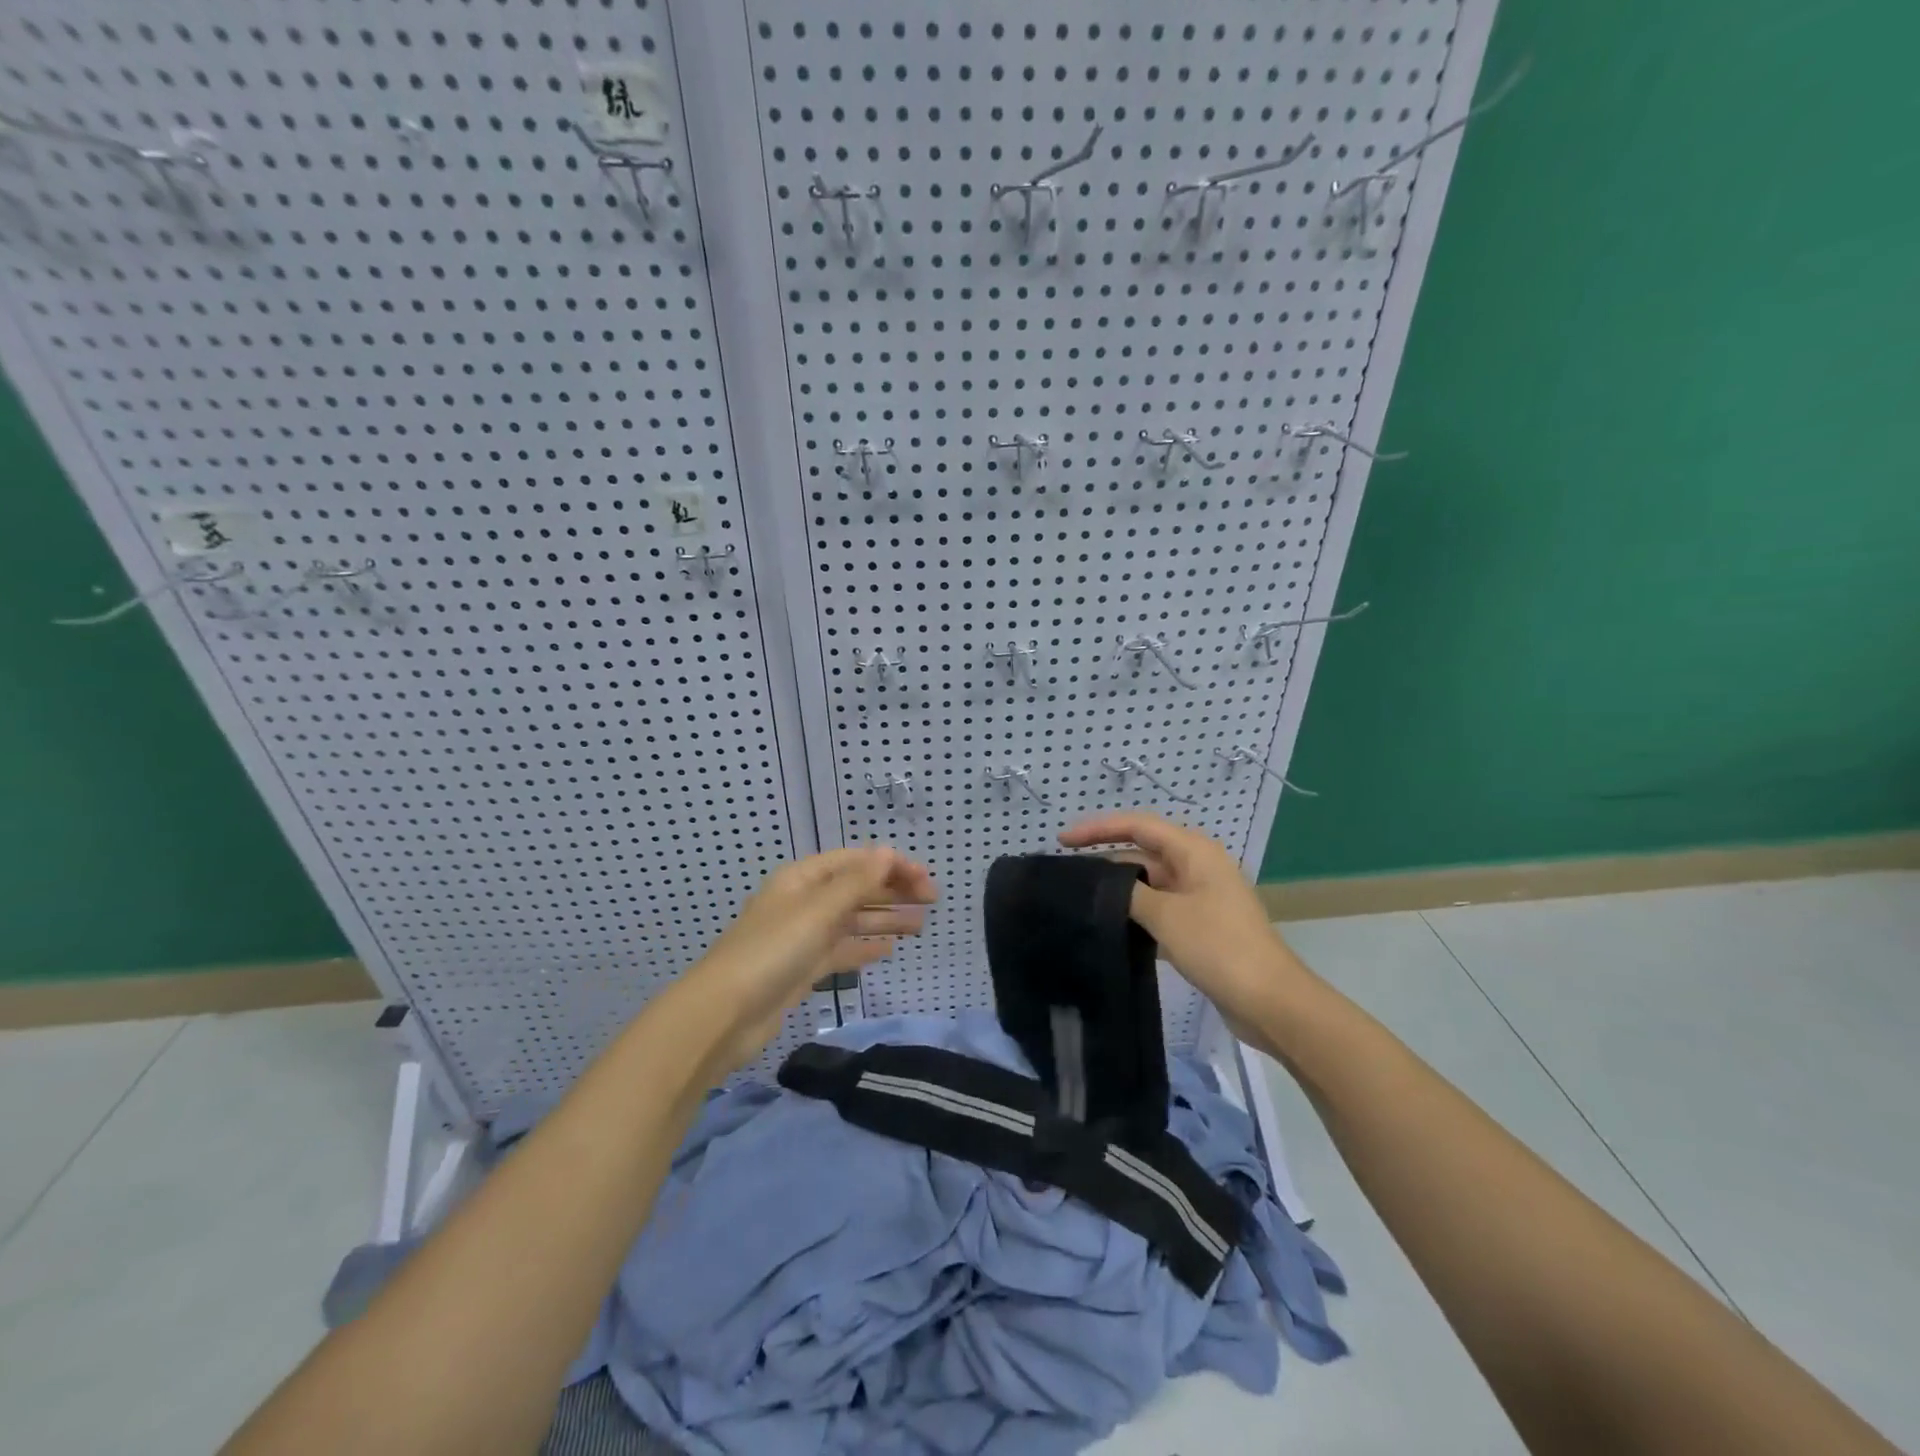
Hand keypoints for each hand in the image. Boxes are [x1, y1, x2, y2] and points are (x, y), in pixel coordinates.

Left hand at [689, 847, 936, 1072]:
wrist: (723, 1015)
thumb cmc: (772, 951)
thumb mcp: (818, 911)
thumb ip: (856, 883)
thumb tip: (887, 852)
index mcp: (802, 879)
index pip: (855, 861)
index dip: (891, 865)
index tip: (925, 879)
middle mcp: (803, 902)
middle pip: (855, 889)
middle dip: (893, 891)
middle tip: (932, 900)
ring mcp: (802, 937)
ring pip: (851, 920)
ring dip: (885, 919)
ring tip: (921, 926)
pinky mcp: (802, 969)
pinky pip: (840, 950)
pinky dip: (864, 947)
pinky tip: (888, 950)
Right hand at [1058, 813, 1308, 1035]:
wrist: (1270, 1001)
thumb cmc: (1219, 946)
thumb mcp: (1166, 915)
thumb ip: (1127, 894)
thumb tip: (1100, 887)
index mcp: (1194, 852)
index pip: (1137, 826)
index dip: (1098, 829)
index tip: (1062, 840)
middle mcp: (1196, 867)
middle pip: (1141, 854)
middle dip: (1104, 860)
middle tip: (1066, 875)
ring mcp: (1199, 899)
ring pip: (1148, 885)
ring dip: (1118, 891)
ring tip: (1079, 901)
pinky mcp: (1199, 928)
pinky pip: (1158, 910)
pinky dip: (1134, 915)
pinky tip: (1108, 929)